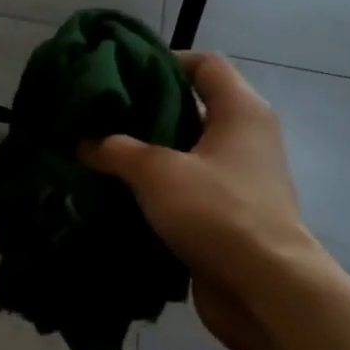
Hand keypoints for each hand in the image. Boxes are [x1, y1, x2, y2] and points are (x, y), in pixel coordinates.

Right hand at [83, 53, 329, 349]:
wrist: (264, 289)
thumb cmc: (217, 211)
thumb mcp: (157, 172)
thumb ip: (116, 150)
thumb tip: (84, 142)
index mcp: (240, 111)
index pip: (205, 64)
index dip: (165, 60)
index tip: (122, 73)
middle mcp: (246, 138)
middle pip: (193, 108)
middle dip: (146, 112)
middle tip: (101, 117)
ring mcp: (240, 180)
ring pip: (187, 153)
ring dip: (149, 155)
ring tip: (101, 155)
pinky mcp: (230, 216)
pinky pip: (188, 191)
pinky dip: (158, 191)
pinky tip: (120, 195)